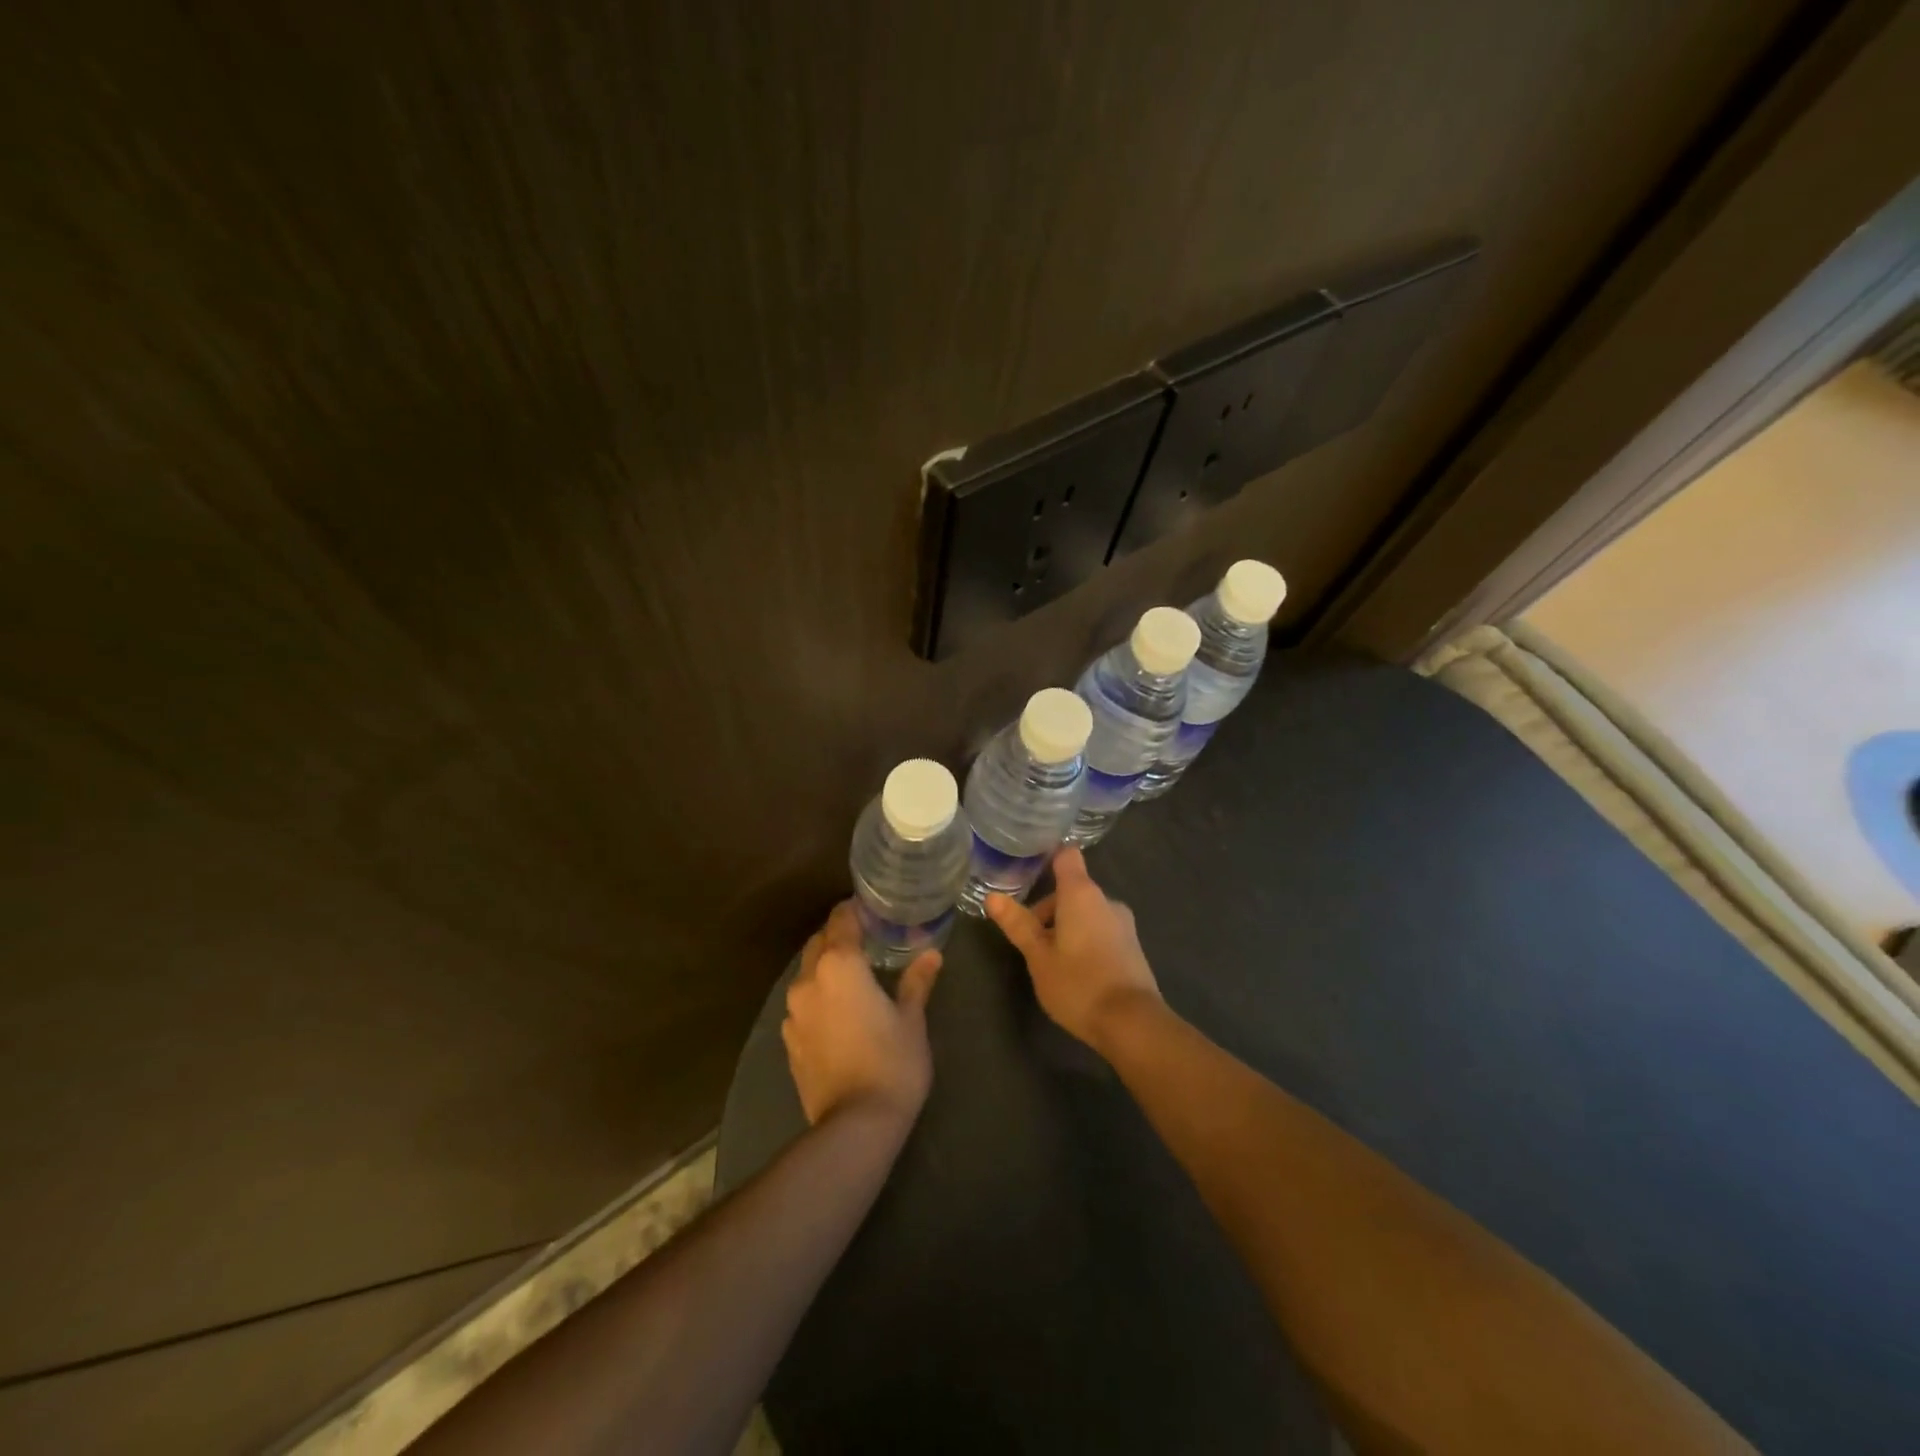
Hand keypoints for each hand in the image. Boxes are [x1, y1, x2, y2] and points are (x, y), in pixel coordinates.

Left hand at [782, 901, 941, 1127]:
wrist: (855, 1125)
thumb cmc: (892, 1063)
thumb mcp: (912, 1019)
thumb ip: (916, 981)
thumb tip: (931, 954)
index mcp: (840, 965)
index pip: (841, 920)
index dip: (854, 910)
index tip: (872, 908)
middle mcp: (809, 980)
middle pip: (819, 943)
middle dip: (838, 936)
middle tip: (867, 940)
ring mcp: (793, 1012)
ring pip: (807, 973)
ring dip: (825, 967)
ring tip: (853, 976)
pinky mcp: (789, 1040)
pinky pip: (802, 1003)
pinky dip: (817, 996)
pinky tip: (838, 1011)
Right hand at [986, 847, 1161, 1051]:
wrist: (1133, 1024)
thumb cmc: (1078, 984)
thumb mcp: (1038, 956)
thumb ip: (1018, 924)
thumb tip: (992, 896)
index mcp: (1081, 894)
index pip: (1066, 856)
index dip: (1048, 859)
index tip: (1027, 874)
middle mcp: (1106, 901)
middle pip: (1071, 890)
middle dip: (1048, 911)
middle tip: (1030, 944)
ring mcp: (1123, 924)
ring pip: (1086, 913)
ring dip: (1065, 928)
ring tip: (1050, 963)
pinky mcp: (1132, 947)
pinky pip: (1101, 931)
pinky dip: (1084, 942)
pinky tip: (1075, 974)